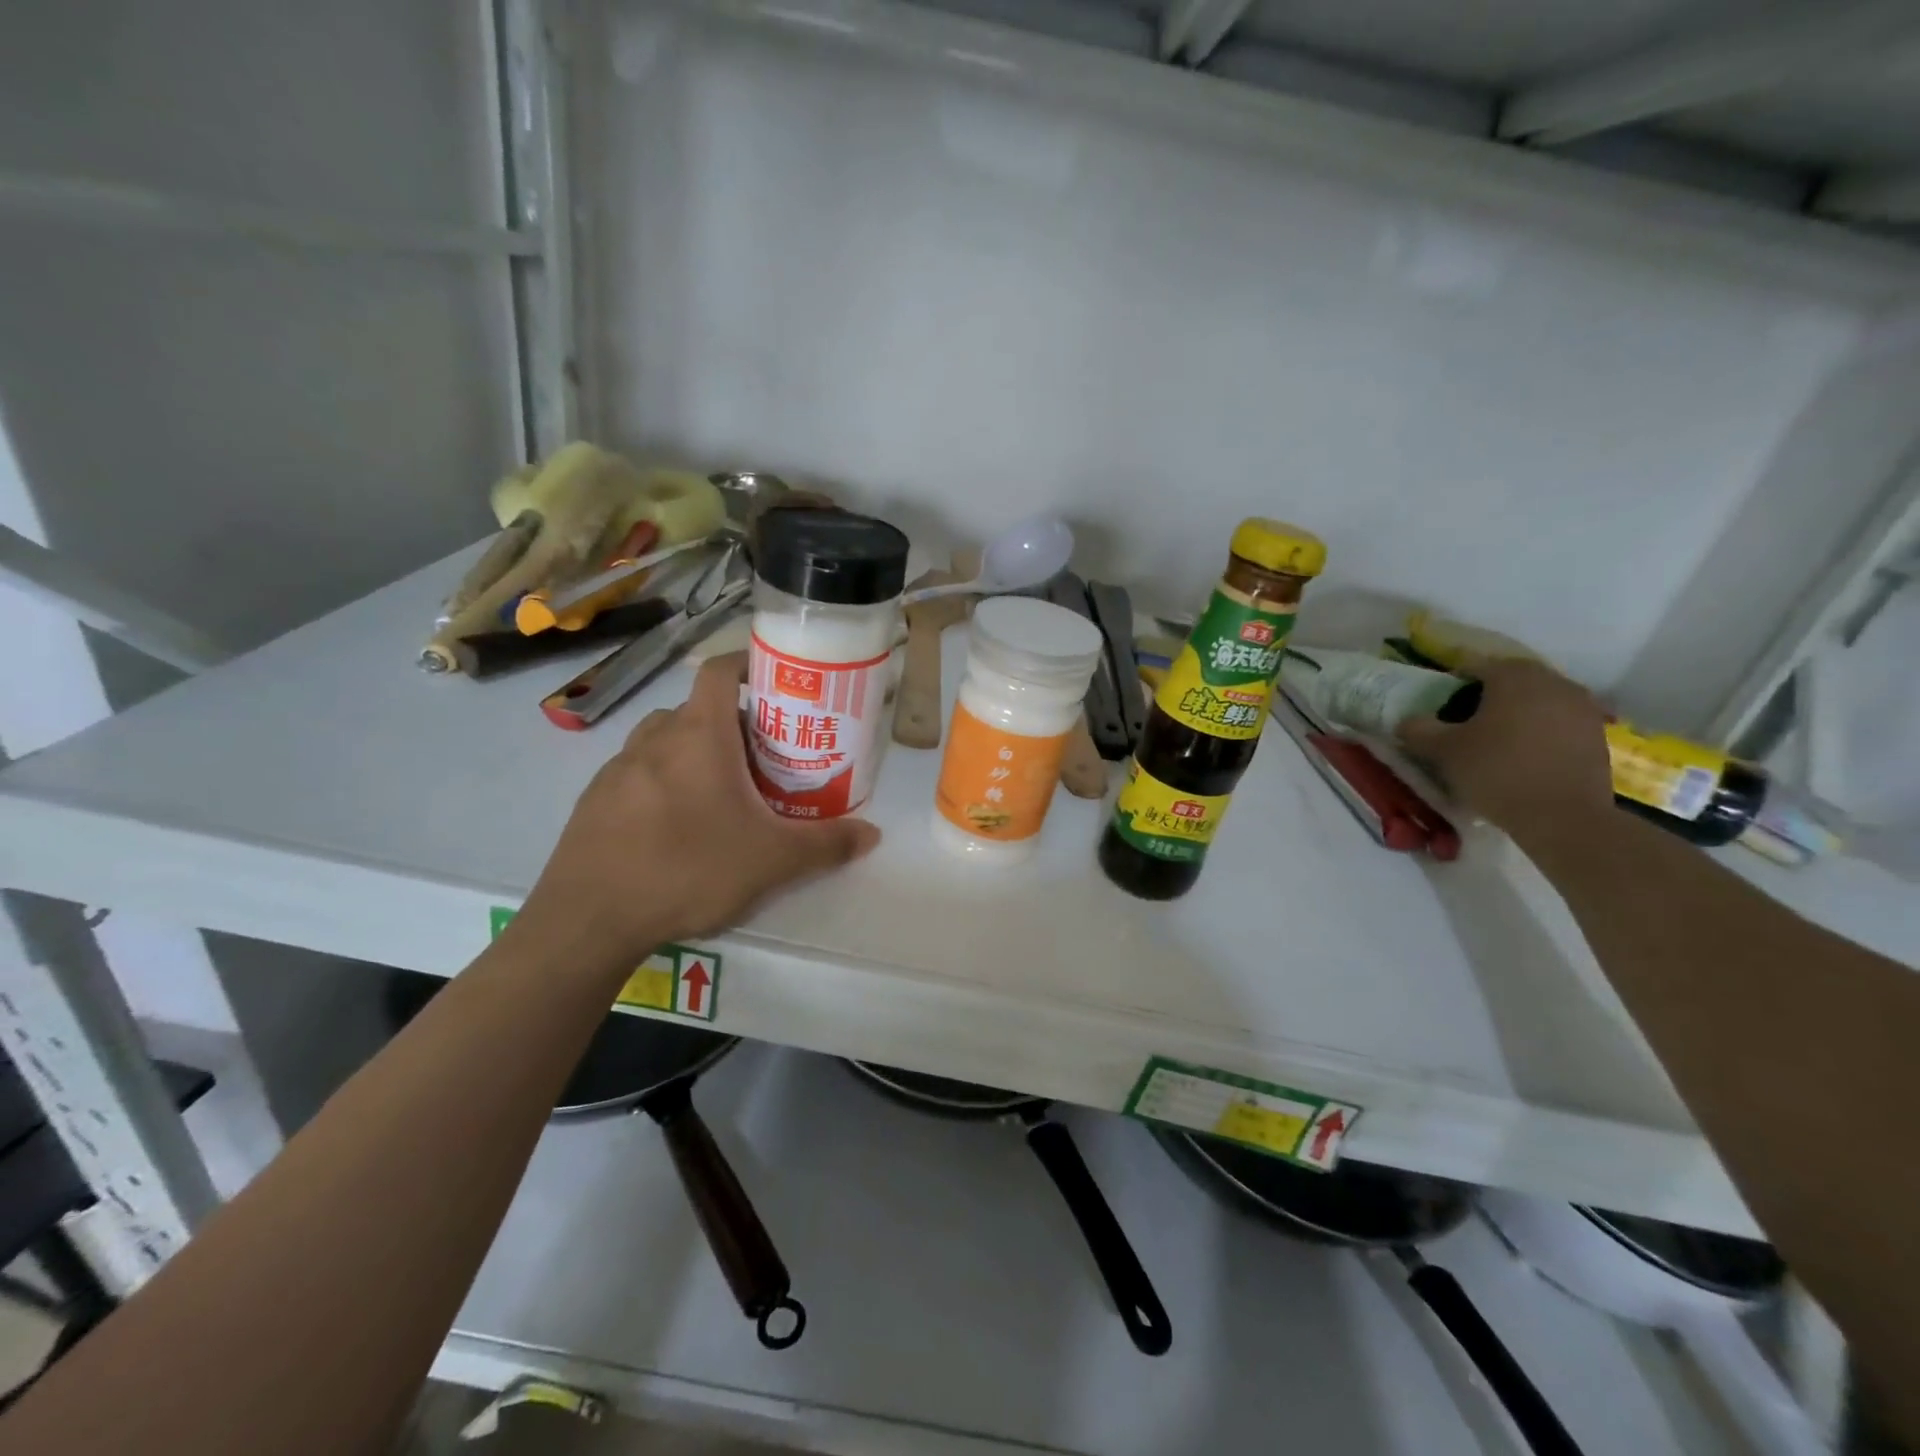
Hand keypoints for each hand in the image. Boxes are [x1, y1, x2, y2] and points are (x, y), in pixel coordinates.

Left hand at [518, 652, 880, 962]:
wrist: (588, 920)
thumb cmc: (688, 870)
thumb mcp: (771, 861)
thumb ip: (826, 844)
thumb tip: (873, 834)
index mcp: (698, 735)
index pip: (720, 671)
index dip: (748, 663)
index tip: (775, 682)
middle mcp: (655, 739)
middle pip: (698, 709)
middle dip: (733, 723)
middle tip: (763, 756)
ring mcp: (617, 768)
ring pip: (665, 741)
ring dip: (695, 751)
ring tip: (722, 791)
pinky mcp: (594, 800)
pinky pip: (638, 773)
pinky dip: (663, 781)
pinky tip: (676, 827)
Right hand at [1397, 656, 1612, 838]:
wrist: (1563, 817)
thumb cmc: (1497, 771)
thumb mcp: (1443, 751)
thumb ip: (1419, 729)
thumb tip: (1407, 721)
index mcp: (1513, 676)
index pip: (1474, 665)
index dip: (1452, 682)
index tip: (1438, 704)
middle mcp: (1552, 681)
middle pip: (1511, 679)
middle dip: (1486, 695)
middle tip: (1464, 721)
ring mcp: (1582, 707)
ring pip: (1538, 699)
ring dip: (1516, 712)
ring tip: (1495, 739)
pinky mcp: (1597, 734)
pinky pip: (1558, 721)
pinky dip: (1539, 730)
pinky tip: (1523, 754)